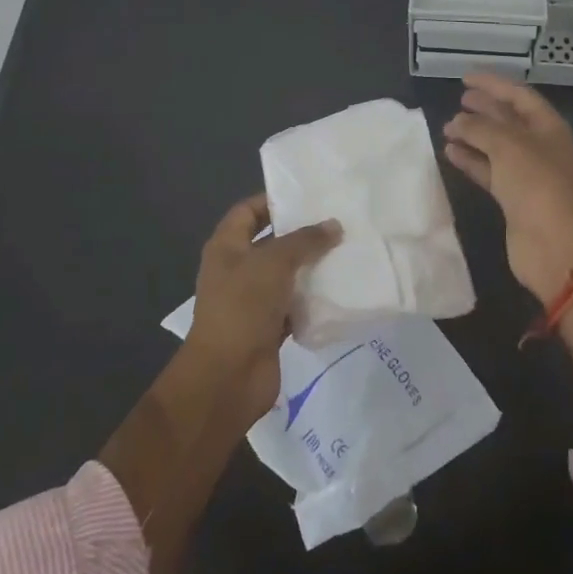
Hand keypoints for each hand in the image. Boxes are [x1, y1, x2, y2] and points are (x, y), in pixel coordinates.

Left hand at [186, 194, 340, 419]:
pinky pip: (294, 305)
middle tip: (338, 223)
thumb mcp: (274, 263)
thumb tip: (334, 225)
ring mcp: (252, 300)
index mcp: (226, 247)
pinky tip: (340, 290)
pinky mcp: (268, 327)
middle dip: (301, 235)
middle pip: (271, 243)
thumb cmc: (243, 307)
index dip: (273, 201)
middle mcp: (236, 270)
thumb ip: (305, 241)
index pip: (248, 211)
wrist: (228, 376)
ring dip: (311, 268)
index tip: (308, 197)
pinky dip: (312, 299)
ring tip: (346, 252)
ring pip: (286, 275)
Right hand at [443, 72, 572, 303]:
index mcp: (548, 127)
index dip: (493, 84)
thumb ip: (479, 127)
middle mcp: (540, 147)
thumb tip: (457, 121)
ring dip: (473, 136)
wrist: (553, 243)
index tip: (465, 78)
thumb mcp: (507, 145)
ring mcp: (527, 174)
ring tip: (447, 127)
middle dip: (484, 109)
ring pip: (496, 146)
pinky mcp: (513, 198)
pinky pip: (489, 171)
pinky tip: (450, 153)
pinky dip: (471, 161)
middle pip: (509, 120)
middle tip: (458, 101)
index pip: (519, 95)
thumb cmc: (535, 183)